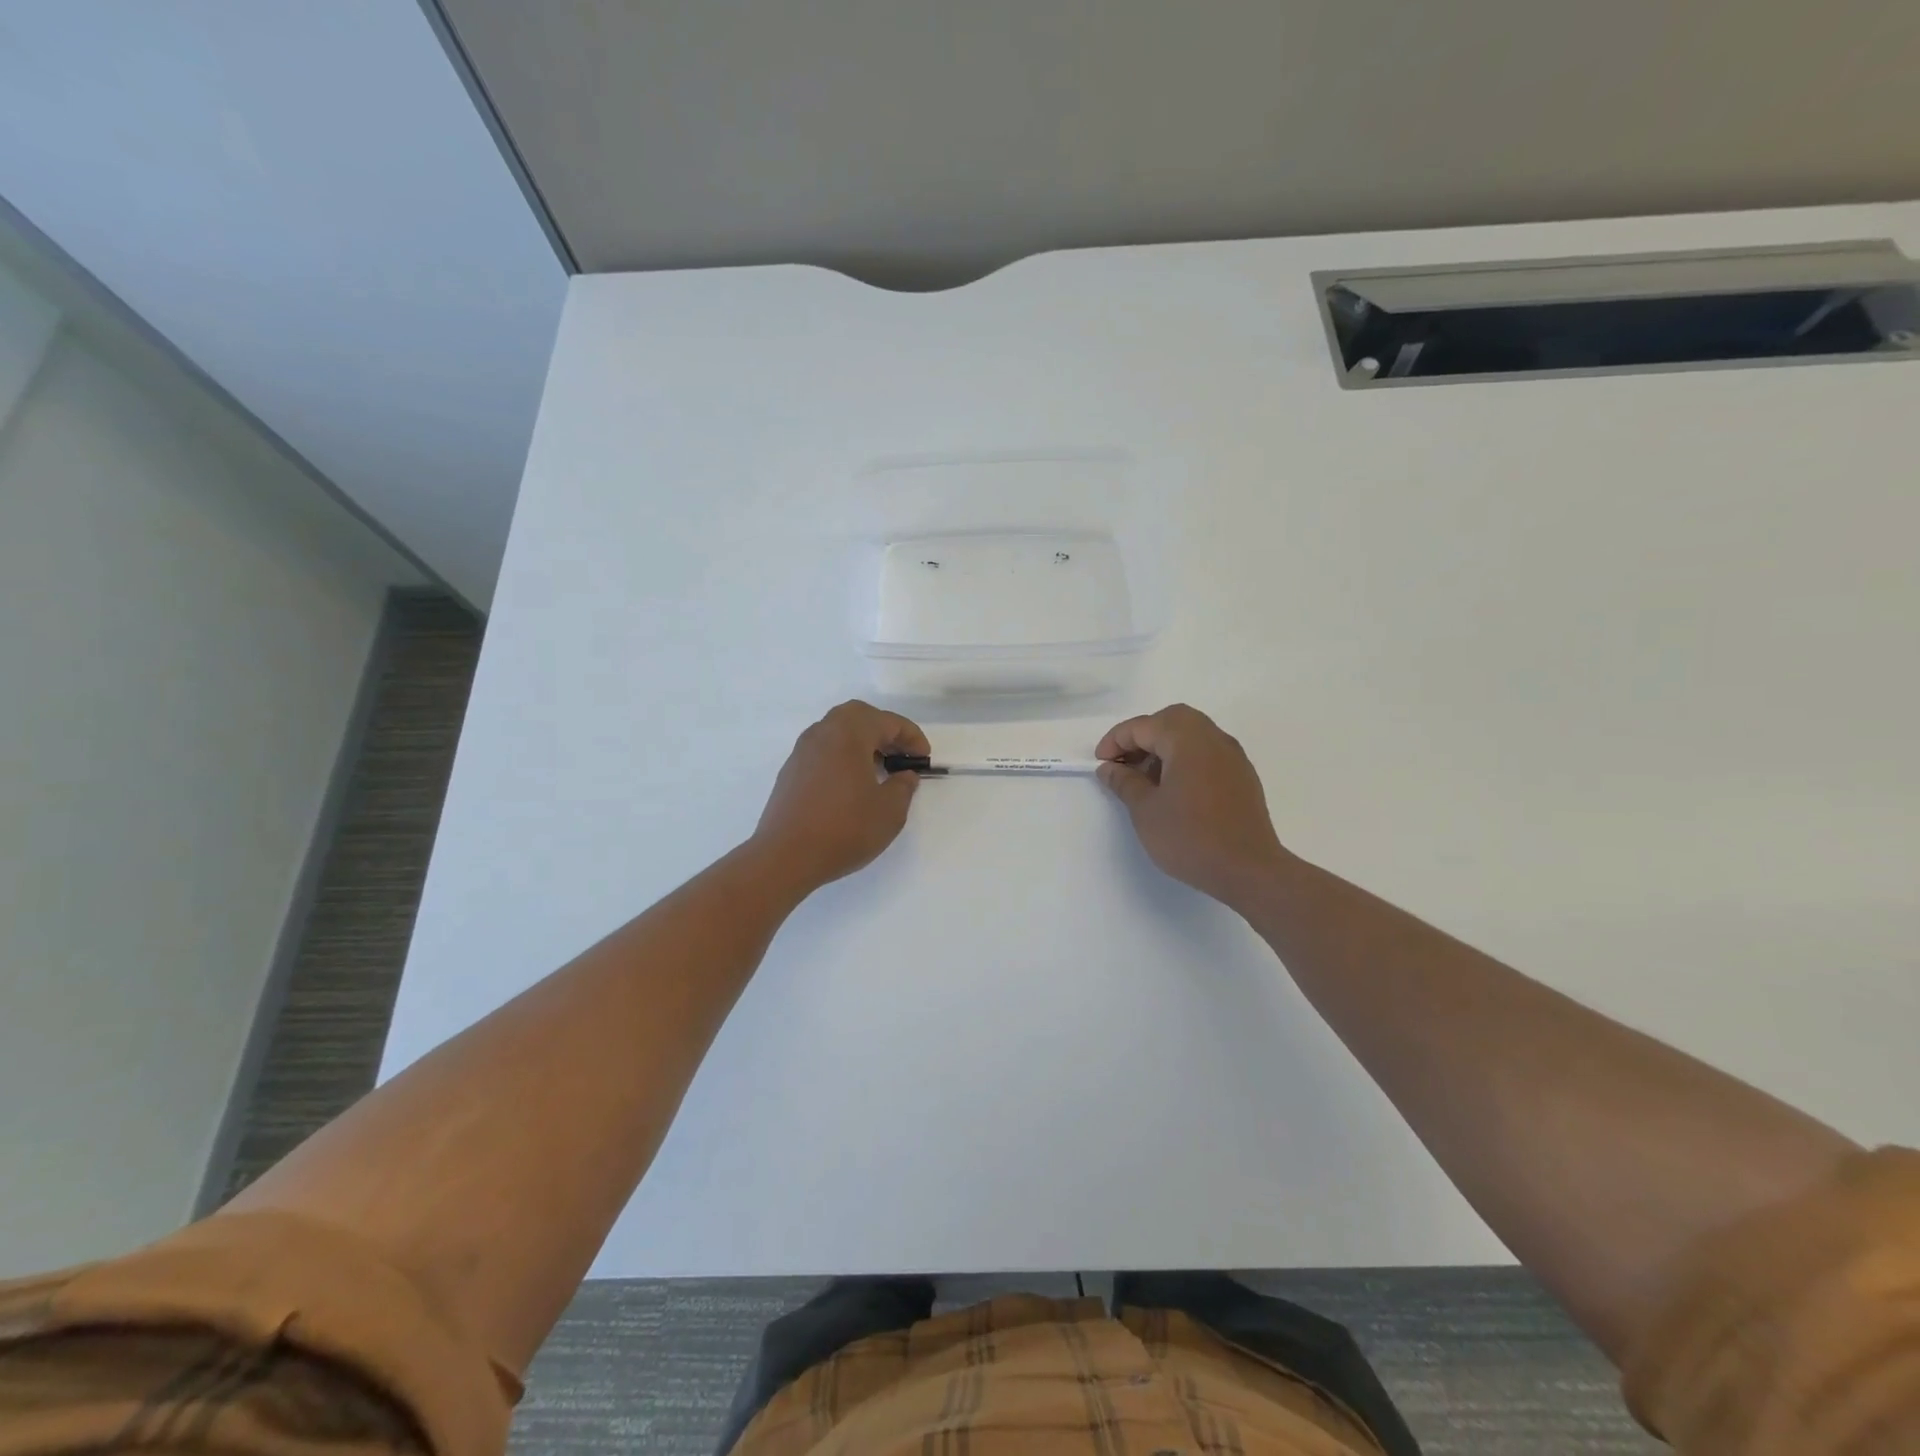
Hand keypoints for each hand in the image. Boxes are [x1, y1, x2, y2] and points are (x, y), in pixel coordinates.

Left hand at [752, 700, 929, 891]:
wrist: (785, 857)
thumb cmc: (844, 829)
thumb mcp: (889, 811)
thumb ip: (903, 787)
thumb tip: (904, 776)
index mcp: (848, 734)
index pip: (887, 721)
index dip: (911, 737)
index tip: (923, 759)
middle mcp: (822, 733)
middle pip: (858, 716)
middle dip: (883, 731)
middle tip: (901, 755)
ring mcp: (802, 752)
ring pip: (837, 732)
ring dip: (862, 743)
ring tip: (879, 770)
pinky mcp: (790, 773)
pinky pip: (823, 751)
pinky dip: (843, 757)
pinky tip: (852, 785)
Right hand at [1096, 704, 1289, 908]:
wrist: (1248, 870)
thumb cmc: (1190, 837)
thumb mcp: (1145, 810)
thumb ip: (1125, 782)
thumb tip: (1109, 768)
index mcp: (1186, 739)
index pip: (1143, 726)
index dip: (1115, 741)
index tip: (1100, 764)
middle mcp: (1212, 738)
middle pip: (1171, 720)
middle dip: (1142, 736)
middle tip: (1124, 763)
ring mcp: (1232, 756)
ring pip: (1192, 735)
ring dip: (1164, 747)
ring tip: (1145, 779)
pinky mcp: (1242, 776)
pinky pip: (1207, 753)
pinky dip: (1185, 759)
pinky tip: (1174, 790)